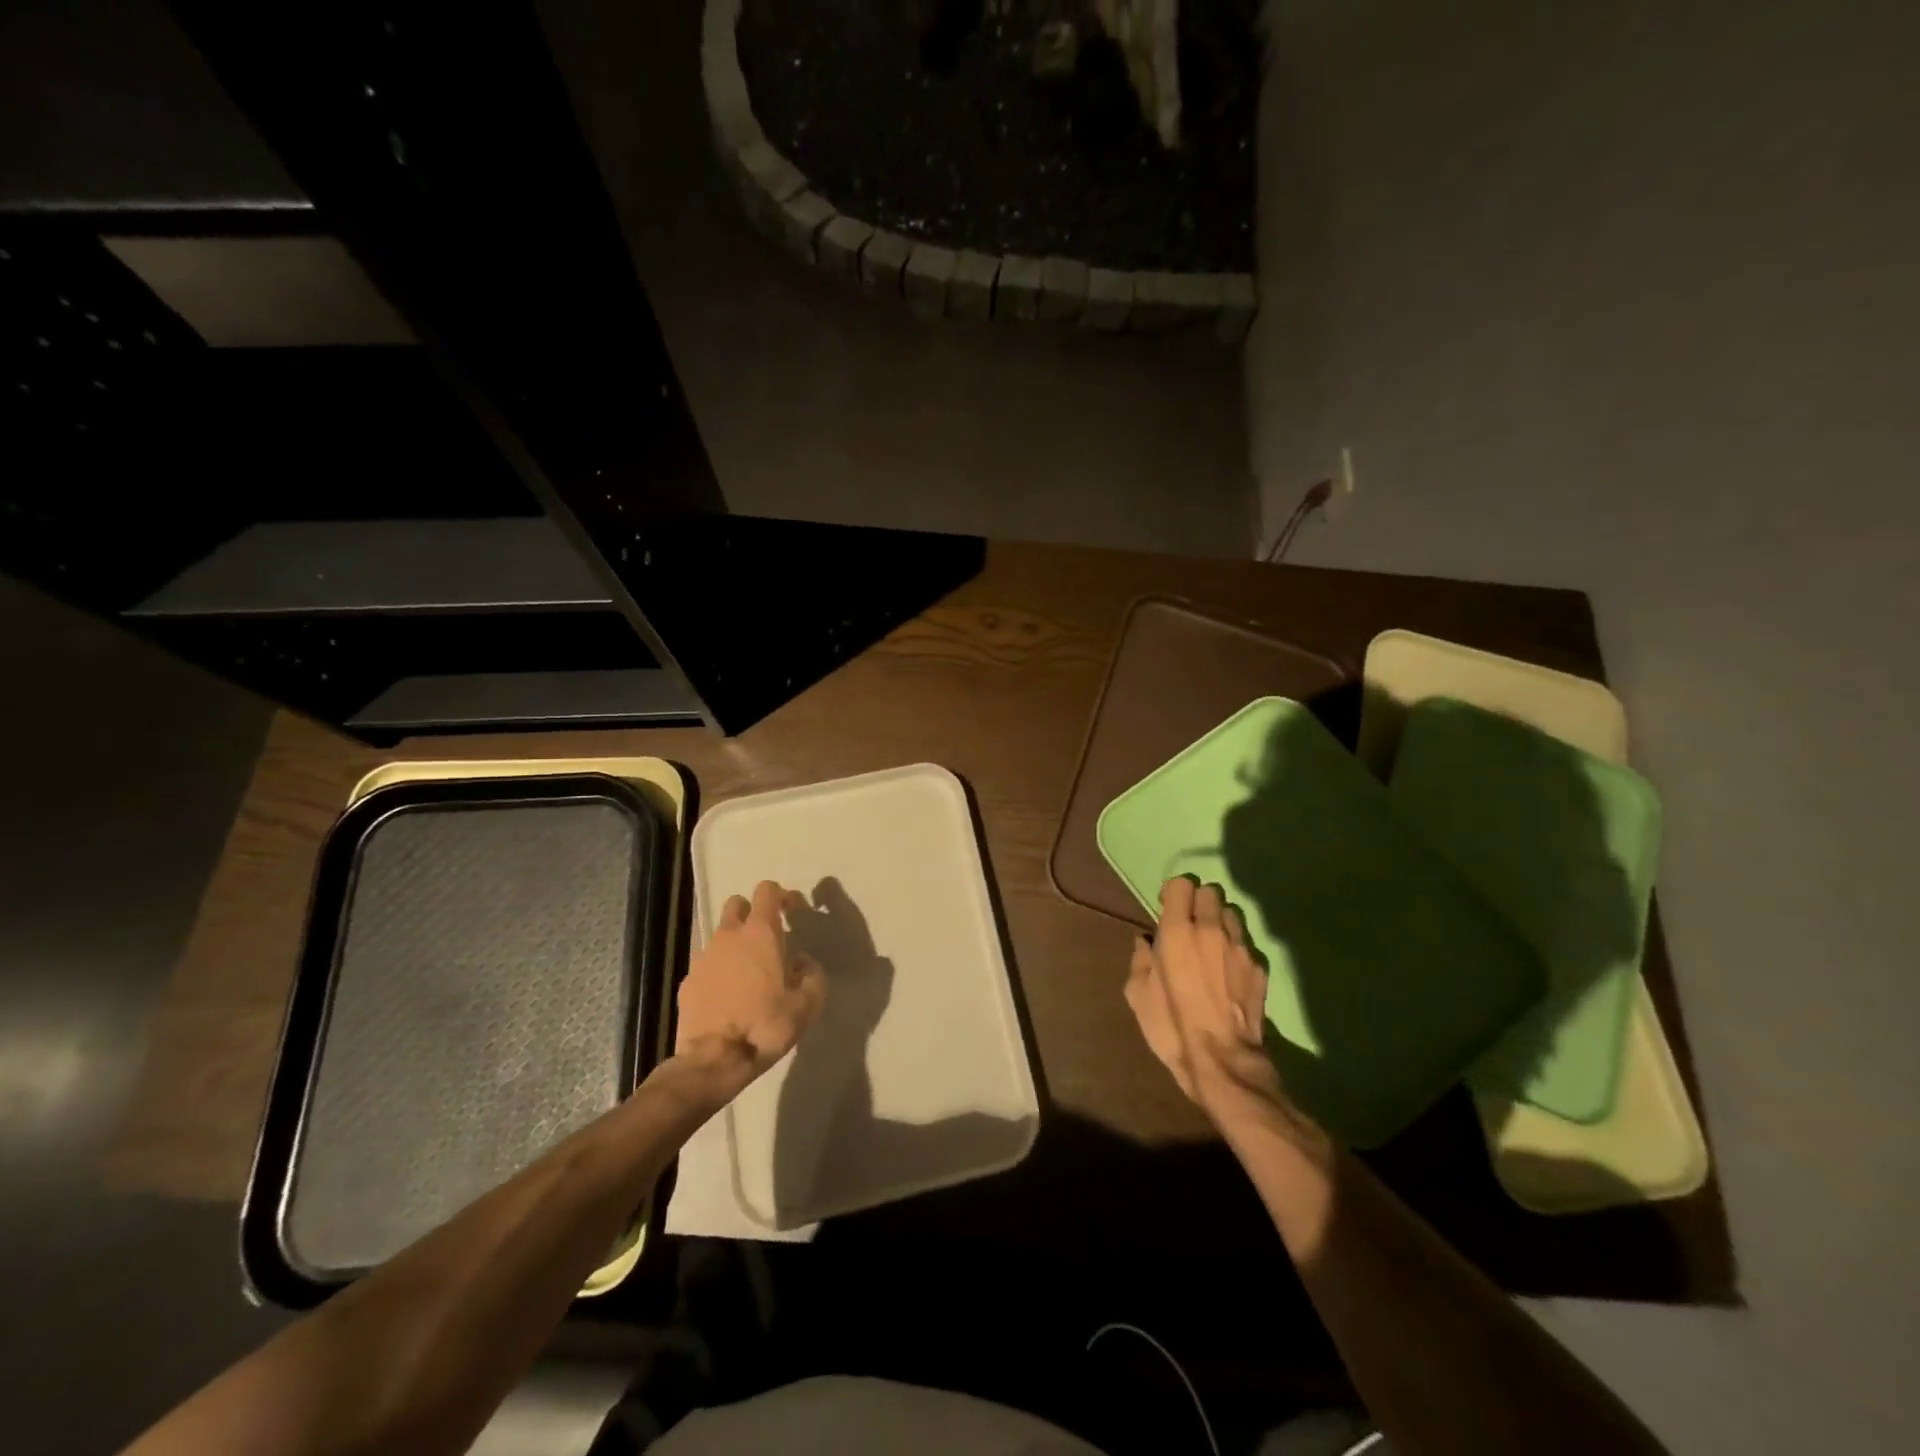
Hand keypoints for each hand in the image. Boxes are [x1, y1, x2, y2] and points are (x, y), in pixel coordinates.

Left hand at [675, 880, 825, 1087]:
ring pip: (720, 934)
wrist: (713, 1060)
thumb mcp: (807, 1004)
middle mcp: (729, 936)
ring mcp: (704, 957)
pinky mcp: (688, 981)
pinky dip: (719, 970)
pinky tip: (728, 995)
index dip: (783, 896)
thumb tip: (802, 961)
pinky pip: (707, 963)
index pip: (767, 890)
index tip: (795, 913)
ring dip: (735, 943)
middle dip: (753, 912)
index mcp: (760, 933)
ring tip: (748, 971)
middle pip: (738, 904)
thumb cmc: (765, 1026)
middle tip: (768, 938)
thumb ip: (812, 974)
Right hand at [1124, 877, 1297, 1132]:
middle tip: (1189, 925)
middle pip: (1210, 892)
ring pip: (1231, 913)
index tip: (1167, 909)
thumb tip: (1145, 943)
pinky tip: (1228, 970)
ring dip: (1219, 921)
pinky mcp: (1259, 966)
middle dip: (1198, 902)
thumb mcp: (1137, 994)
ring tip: (1212, 944)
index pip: (1182, 884)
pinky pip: (1245, 942)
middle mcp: (1210, 930)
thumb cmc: (1171, 1026)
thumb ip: (1140, 960)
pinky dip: (1235, 947)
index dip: (1173, 892)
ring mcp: (1240, 946)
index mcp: (1176, 931)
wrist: (1222, 1061)